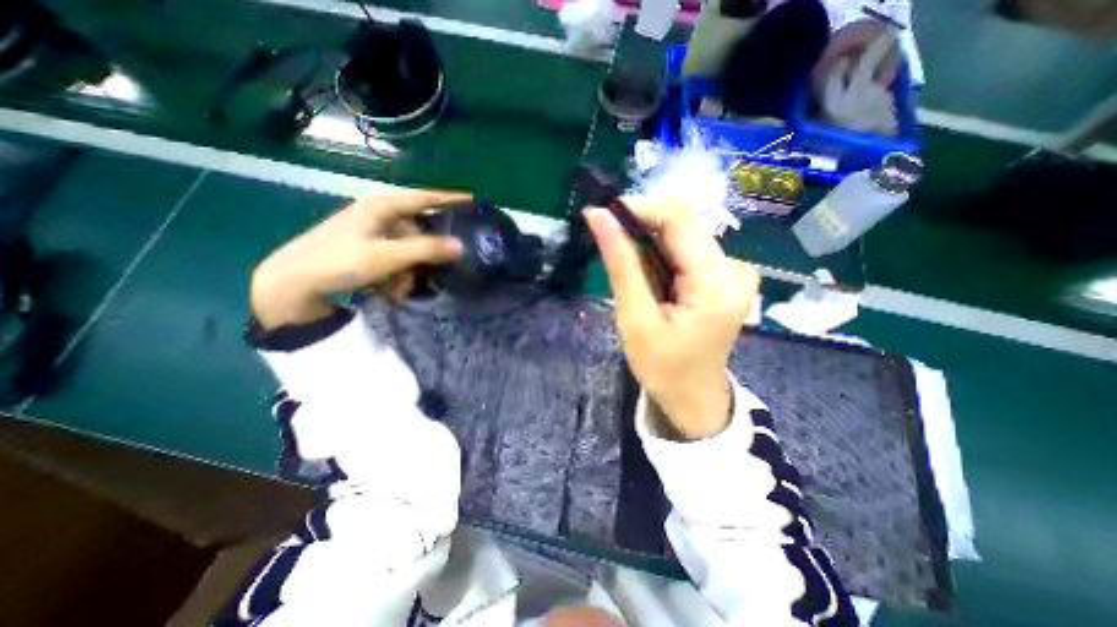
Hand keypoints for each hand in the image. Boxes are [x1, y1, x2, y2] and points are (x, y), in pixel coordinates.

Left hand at [249, 186, 466, 327]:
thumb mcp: (387, 256)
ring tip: (396, 290)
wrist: (292, 284)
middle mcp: (379, 216)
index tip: (475, 200)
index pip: (425, 197)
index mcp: (382, 207)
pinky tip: (388, 290)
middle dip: (424, 256)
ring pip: (408, 250)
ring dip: (408, 271)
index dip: (450, 198)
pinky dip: (395, 275)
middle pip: (419, 231)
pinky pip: (395, 260)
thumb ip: (426, 249)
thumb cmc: (338, 261)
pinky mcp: (367, 250)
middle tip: (430, 275)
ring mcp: (372, 234)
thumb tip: (461, 245)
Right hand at [585, 200, 758, 437]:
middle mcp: (733, 267)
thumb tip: (598, 216)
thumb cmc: (663, 369)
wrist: (694, 397)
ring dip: (648, 242)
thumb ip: (620, 265)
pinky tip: (650, 277)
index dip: (637, 208)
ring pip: (682, 234)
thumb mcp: (636, 319)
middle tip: (608, 243)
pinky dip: (660, 254)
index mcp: (715, 281)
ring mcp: (733, 270)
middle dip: (640, 226)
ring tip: (629, 269)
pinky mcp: (724, 276)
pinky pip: (687, 249)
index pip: (678, 217)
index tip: (601, 216)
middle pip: (682, 223)